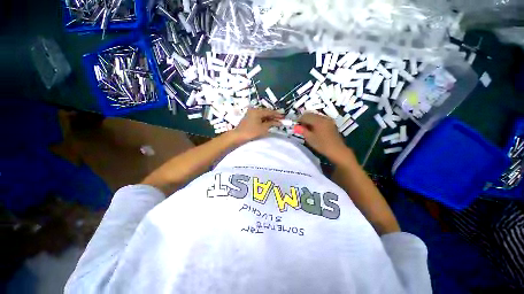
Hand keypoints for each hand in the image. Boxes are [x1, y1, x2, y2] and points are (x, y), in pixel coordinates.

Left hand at [232, 108, 282, 142]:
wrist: (238, 136)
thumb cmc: (251, 132)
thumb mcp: (263, 128)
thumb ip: (271, 123)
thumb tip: (279, 122)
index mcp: (257, 111)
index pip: (270, 112)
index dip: (277, 115)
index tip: (283, 117)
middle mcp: (254, 110)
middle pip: (266, 112)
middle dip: (273, 116)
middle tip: (281, 119)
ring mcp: (250, 113)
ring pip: (262, 115)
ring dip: (269, 118)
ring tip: (276, 121)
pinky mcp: (249, 118)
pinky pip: (259, 117)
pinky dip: (264, 120)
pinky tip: (268, 122)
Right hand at [298, 112, 351, 162]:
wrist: (337, 150)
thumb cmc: (322, 145)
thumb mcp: (310, 138)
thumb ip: (302, 130)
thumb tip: (296, 126)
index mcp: (318, 121)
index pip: (305, 116)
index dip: (299, 120)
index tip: (296, 125)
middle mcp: (323, 117)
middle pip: (311, 114)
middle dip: (304, 119)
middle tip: (300, 127)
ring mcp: (328, 119)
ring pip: (315, 116)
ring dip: (309, 120)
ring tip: (306, 128)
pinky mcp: (330, 123)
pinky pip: (320, 119)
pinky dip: (315, 121)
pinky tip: (313, 129)